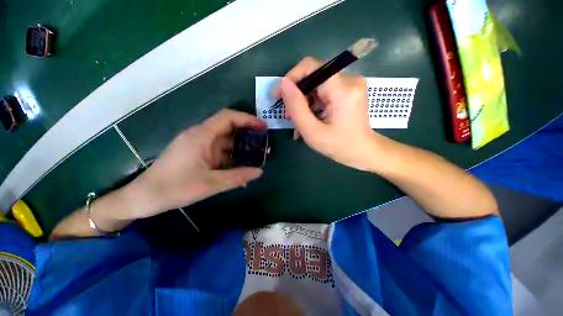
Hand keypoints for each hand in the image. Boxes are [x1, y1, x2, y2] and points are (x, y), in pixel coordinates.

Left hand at [123, 109, 265, 218]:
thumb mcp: (210, 184)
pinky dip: (232, 157)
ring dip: (242, 148)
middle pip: (229, 129)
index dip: (247, 119)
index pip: (227, 117)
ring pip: (226, 142)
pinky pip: (220, 152)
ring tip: (257, 157)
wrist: (145, 198)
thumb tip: (259, 172)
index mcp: (201, 136)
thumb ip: (237, 177)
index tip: (262, 127)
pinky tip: (242, 166)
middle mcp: (201, 136)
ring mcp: (200, 146)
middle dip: (248, 135)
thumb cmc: (174, 188)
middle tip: (264, 145)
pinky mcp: (199, 155)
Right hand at [276, 57, 382, 170]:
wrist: (364, 152)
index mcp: (342, 89)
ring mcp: (350, 85)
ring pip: (317, 86)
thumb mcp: (312, 131)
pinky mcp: (348, 91)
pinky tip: (309, 121)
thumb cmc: (339, 146)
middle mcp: (349, 80)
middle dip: (297, 96)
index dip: (291, 78)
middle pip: (313, 77)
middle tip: (289, 116)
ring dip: (304, 104)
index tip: (279, 96)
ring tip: (298, 124)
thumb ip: (297, 107)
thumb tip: (284, 84)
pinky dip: (313, 106)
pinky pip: (324, 93)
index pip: (311, 67)